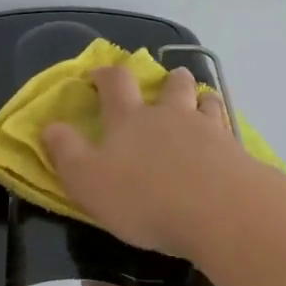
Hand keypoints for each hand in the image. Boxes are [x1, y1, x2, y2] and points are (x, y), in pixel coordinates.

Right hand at [42, 66, 253, 258]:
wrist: (218, 211)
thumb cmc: (144, 197)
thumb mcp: (87, 180)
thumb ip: (66, 152)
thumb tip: (50, 126)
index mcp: (129, 119)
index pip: (116, 83)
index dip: (106, 74)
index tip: (99, 75)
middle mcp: (169, 115)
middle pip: (170, 84)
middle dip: (166, 80)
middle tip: (165, 84)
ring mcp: (207, 129)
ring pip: (204, 101)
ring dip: (199, 98)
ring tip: (199, 104)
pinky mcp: (235, 151)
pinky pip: (229, 130)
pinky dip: (223, 129)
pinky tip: (224, 142)